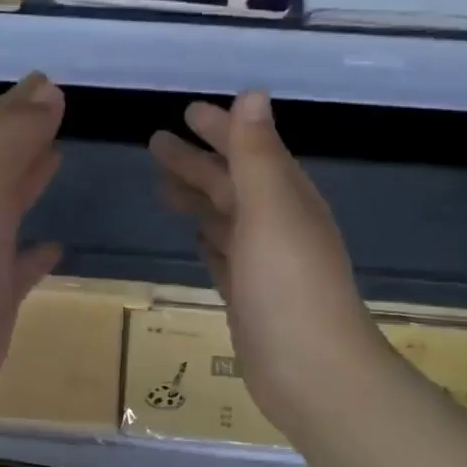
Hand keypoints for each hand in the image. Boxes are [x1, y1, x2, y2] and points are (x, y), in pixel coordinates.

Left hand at [0, 73, 64, 418]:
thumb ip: (11, 137)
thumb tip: (48, 88)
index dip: (19, 105)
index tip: (50, 82)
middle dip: (24, 138)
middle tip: (56, 111)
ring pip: (9, 209)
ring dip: (30, 183)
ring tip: (58, 158)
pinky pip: (22, 267)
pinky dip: (38, 253)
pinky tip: (57, 246)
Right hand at [150, 92, 384, 434]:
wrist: (311, 372)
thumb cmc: (288, 286)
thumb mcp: (270, 211)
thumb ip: (256, 155)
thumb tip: (252, 94)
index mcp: (285, 198)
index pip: (248, 151)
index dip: (220, 130)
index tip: (186, 112)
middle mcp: (277, 225)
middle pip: (231, 184)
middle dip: (197, 162)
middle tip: (155, 143)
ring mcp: (263, 264)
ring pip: (224, 219)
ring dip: (198, 199)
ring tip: (161, 186)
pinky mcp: (249, 297)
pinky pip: (224, 256)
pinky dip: (209, 241)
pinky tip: (195, 236)